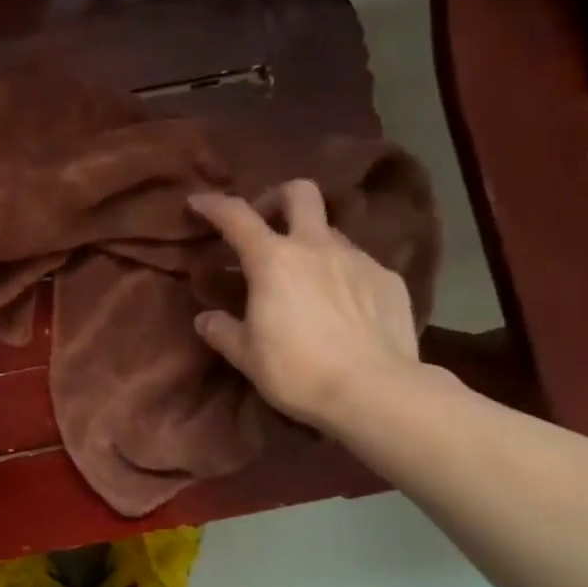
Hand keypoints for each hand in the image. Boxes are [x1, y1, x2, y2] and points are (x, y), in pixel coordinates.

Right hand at [190, 182, 423, 433]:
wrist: (376, 393)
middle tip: (266, 226)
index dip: (213, 204)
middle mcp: (316, 247)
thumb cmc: (299, 371)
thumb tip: (205, 319)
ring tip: (305, 280)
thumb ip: (222, 331)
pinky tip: (343, 307)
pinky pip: (359, 264)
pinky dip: (343, 275)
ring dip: (311, 244)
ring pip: (330, 231)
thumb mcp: (247, 356)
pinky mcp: (389, 280)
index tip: (198, 203)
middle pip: (299, 193)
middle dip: (277, 198)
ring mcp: (358, 259)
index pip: (236, 216)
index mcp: (273, 260)